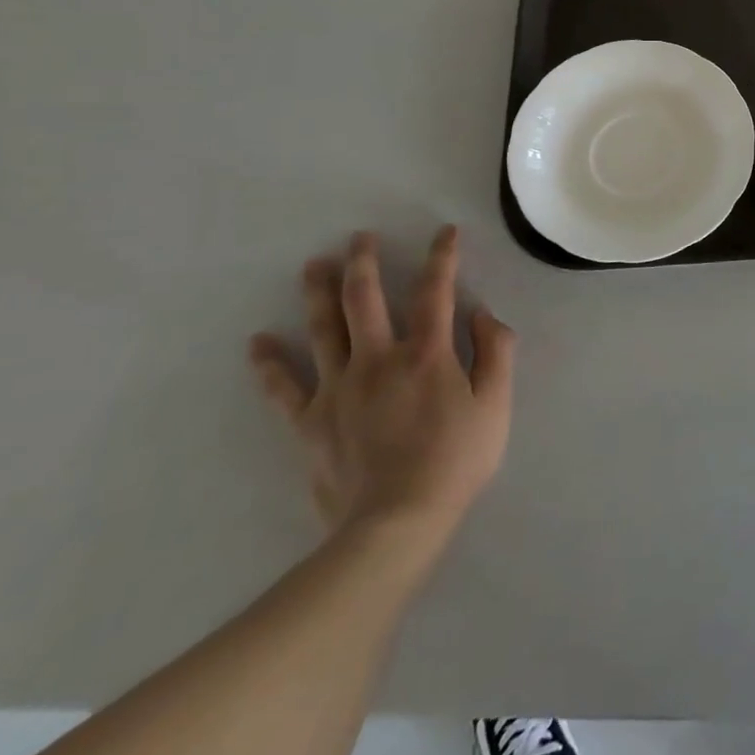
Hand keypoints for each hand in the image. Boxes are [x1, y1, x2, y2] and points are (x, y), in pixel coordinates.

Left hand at [249, 226, 515, 543]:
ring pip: (322, 330)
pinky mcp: (310, 422)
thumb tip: (483, 313)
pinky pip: (283, 388)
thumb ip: (495, 352)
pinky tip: (258, 342)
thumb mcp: (496, 404)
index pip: (435, 291)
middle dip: (363, 263)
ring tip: (312, 265)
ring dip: (317, 293)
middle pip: (363, 299)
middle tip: (359, 238)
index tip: (445, 232)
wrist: (395, 523)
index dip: (442, 257)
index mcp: (426, 353)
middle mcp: (378, 359)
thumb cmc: (456, 460)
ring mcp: (338, 389)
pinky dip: (269, 364)